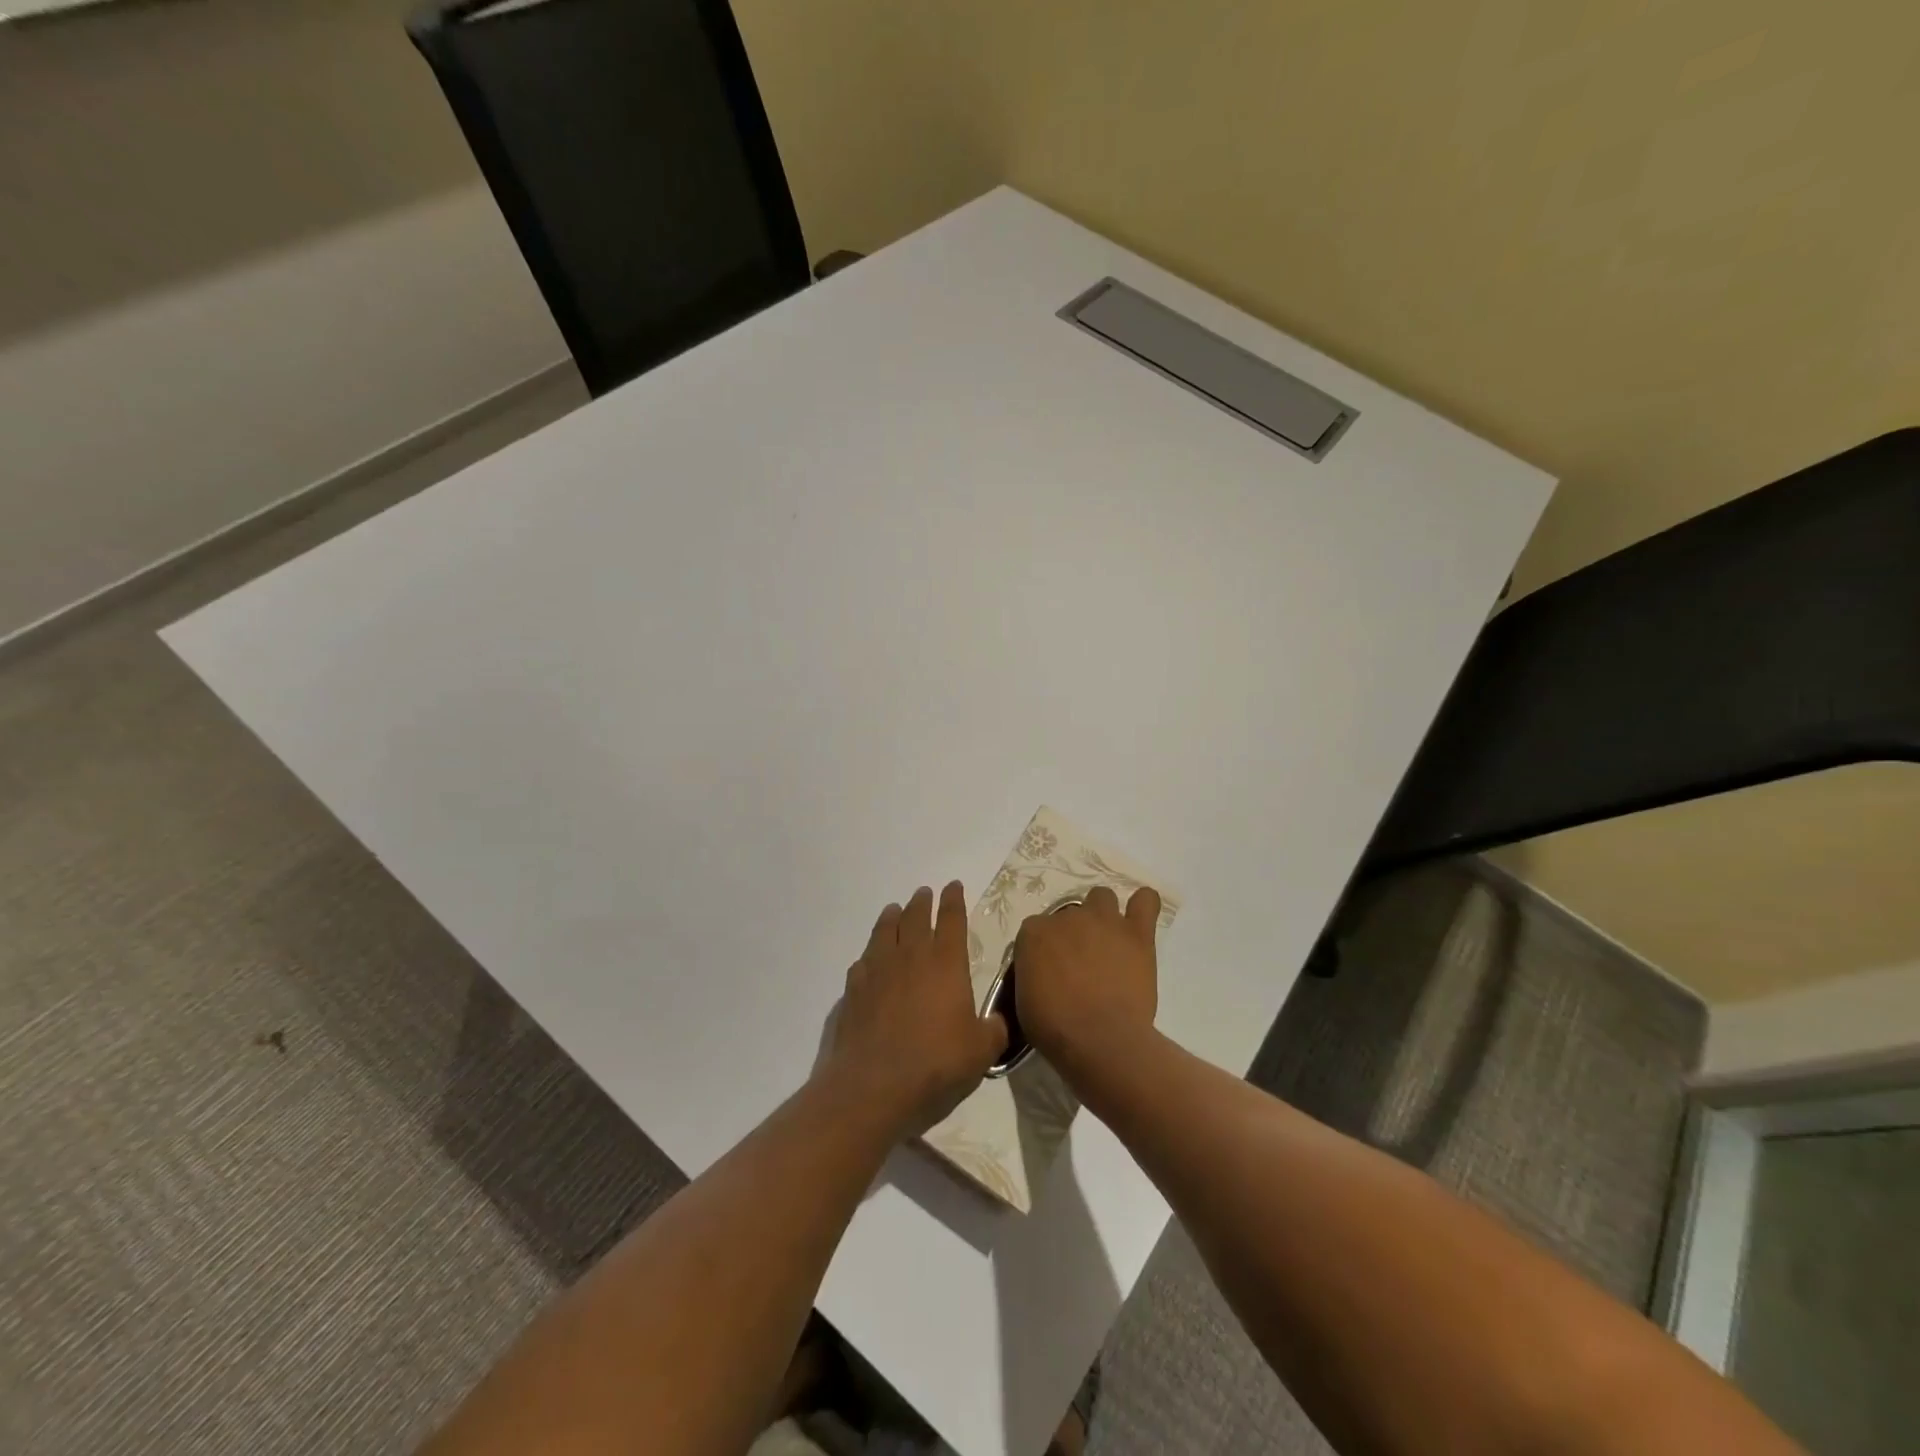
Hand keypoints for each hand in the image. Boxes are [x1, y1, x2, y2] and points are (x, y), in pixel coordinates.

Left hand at [824, 883, 1007, 1138]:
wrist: (873, 1085)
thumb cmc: (935, 1063)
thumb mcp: (981, 1052)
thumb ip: (993, 1031)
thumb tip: (996, 1022)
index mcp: (946, 963)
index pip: (952, 920)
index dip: (954, 901)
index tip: (953, 886)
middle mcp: (911, 957)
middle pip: (916, 917)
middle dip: (923, 902)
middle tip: (924, 893)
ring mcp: (878, 970)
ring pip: (885, 931)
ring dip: (892, 917)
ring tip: (894, 910)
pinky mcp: (853, 989)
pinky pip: (863, 960)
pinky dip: (870, 953)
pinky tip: (870, 959)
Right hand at [1013, 884, 1161, 1074]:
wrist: (1100, 1040)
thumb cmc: (1054, 1028)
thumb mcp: (1024, 1002)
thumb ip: (1032, 975)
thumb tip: (1042, 975)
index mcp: (1034, 933)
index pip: (1036, 931)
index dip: (1045, 951)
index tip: (1051, 973)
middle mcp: (1067, 917)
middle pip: (1069, 915)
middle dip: (1074, 935)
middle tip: (1081, 964)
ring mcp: (1104, 921)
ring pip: (1101, 898)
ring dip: (1102, 916)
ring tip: (1108, 943)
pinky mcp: (1137, 933)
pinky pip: (1146, 901)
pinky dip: (1143, 906)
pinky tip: (1139, 922)